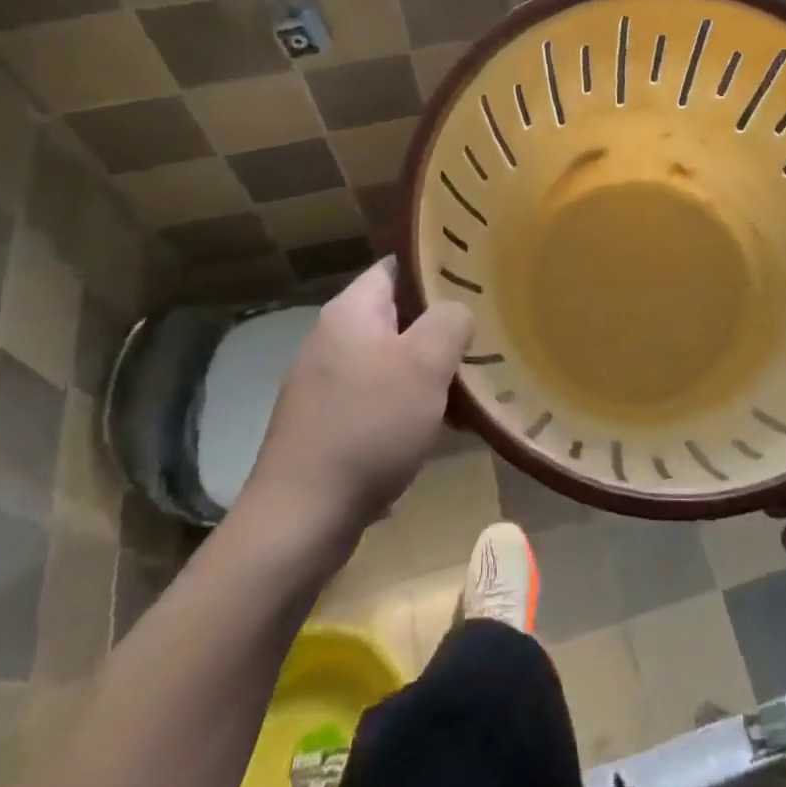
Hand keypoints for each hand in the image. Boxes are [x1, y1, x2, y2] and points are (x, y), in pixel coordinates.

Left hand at [236, 259, 473, 549]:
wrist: (301, 519)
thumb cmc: (368, 427)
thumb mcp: (424, 364)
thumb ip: (450, 322)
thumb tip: (457, 313)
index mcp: (350, 312)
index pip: (397, 267)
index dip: (437, 268)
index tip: (477, 280)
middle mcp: (333, 339)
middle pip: (399, 315)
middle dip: (441, 327)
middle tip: (484, 336)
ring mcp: (327, 383)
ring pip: (393, 360)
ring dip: (430, 371)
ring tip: (472, 385)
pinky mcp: (328, 423)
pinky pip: (380, 397)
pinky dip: (411, 404)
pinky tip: (439, 426)